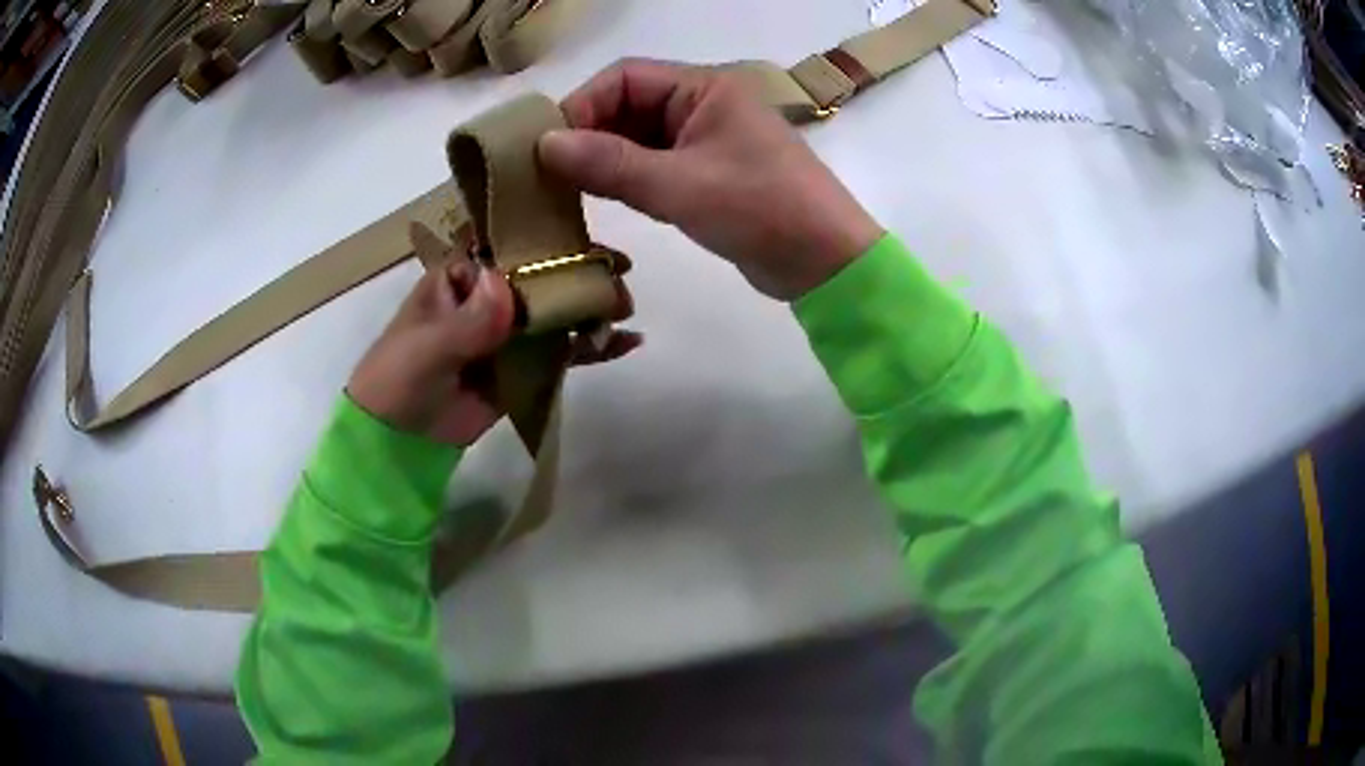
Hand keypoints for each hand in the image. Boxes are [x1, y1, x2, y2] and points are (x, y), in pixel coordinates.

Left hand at [348, 245, 641, 445]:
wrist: (398, 442)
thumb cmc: (396, 380)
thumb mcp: (424, 350)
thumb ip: (464, 324)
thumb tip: (506, 287)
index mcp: (459, 278)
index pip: (506, 245)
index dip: (546, 236)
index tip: (585, 237)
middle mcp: (488, 297)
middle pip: (540, 276)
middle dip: (579, 274)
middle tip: (618, 279)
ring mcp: (508, 332)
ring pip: (555, 312)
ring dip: (590, 308)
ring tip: (626, 311)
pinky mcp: (523, 366)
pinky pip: (561, 352)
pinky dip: (590, 348)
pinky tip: (624, 344)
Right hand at [538, 58, 883, 300]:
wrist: (825, 262)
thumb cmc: (761, 210)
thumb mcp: (680, 186)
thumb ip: (610, 164)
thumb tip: (544, 145)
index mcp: (705, 87)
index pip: (624, 78)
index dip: (581, 106)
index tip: (546, 146)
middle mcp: (703, 105)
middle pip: (627, 105)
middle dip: (588, 134)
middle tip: (548, 173)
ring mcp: (706, 139)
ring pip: (638, 138)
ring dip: (605, 159)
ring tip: (567, 189)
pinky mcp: (707, 173)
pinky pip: (654, 165)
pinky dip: (627, 179)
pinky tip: (603, 199)